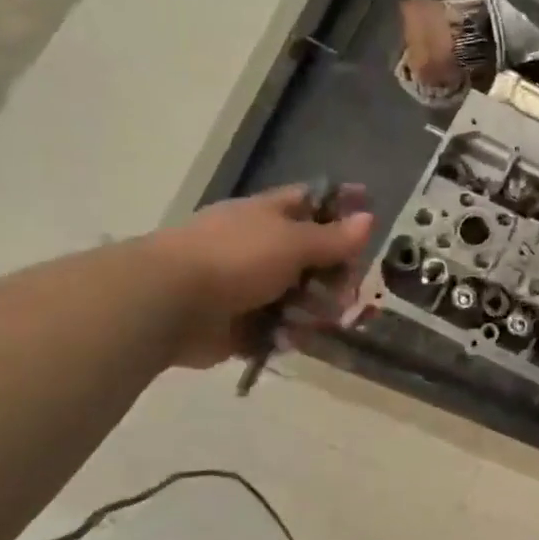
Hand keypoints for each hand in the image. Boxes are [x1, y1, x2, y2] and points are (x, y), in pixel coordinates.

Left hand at [147, 185, 374, 367]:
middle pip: (314, 256)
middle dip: (337, 274)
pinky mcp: (241, 324)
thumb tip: (369, 218)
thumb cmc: (235, 258)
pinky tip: (293, 338)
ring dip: (317, 309)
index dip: (341, 202)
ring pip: (301, 296)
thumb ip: (334, 237)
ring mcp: (250, 286)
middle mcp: (261, 247)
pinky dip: (290, 334)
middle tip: (347, 290)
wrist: (168, 303)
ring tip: (320, 321)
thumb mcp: (293, 242)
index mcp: (269, 215)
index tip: (370, 205)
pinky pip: (279, 328)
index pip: (313, 200)